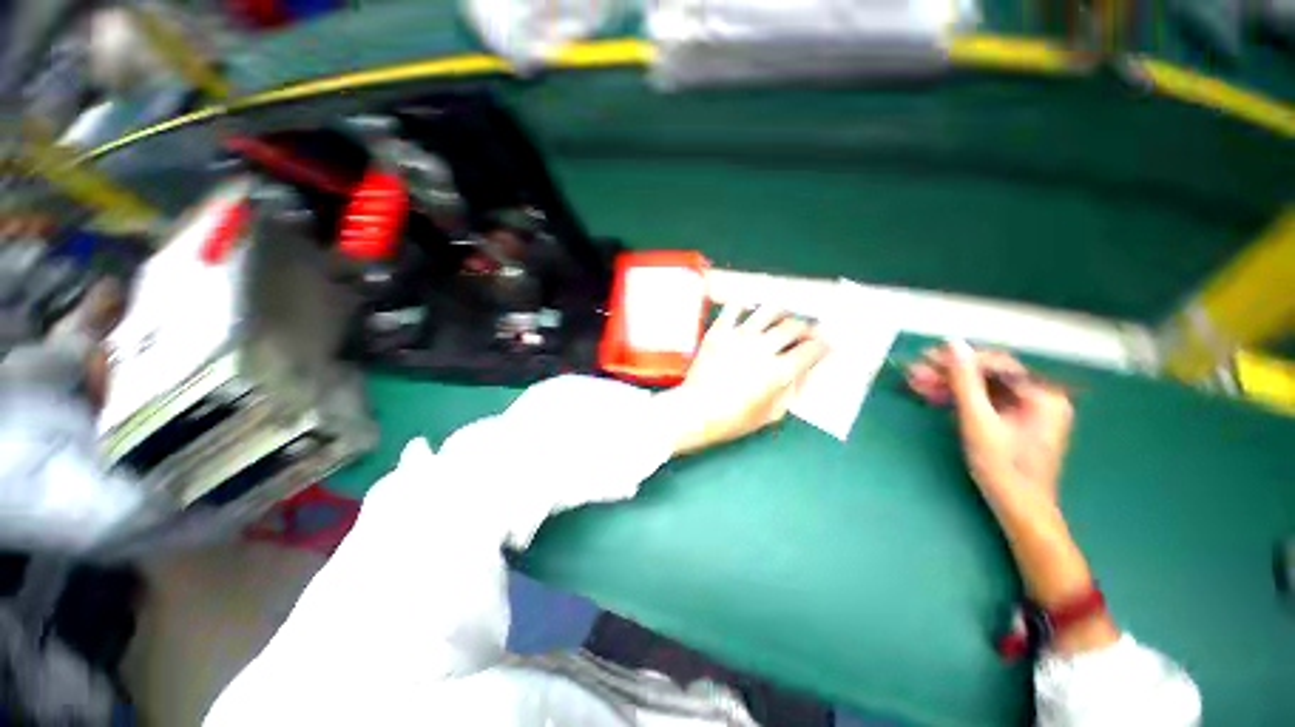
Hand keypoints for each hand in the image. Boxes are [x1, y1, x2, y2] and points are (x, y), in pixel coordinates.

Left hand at [658, 305, 829, 456]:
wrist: (694, 411)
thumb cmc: (732, 420)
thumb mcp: (770, 414)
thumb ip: (791, 391)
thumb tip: (802, 372)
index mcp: (778, 371)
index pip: (811, 350)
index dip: (823, 346)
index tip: (824, 345)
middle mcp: (762, 348)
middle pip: (794, 326)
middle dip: (807, 328)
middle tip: (807, 332)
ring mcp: (739, 336)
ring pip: (770, 310)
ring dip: (783, 311)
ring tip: (783, 316)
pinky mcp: (719, 331)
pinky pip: (734, 307)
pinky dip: (746, 304)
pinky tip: (751, 310)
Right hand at [907, 341, 1072, 502]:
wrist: (1019, 508)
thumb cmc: (1002, 467)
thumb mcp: (978, 421)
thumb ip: (965, 380)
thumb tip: (953, 344)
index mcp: (1042, 394)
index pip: (996, 364)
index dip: (959, 360)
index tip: (926, 358)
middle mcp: (1040, 396)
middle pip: (987, 375)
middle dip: (949, 374)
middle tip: (915, 373)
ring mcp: (1028, 409)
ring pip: (982, 387)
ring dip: (949, 385)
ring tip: (917, 385)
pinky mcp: (1015, 420)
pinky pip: (984, 401)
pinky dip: (959, 399)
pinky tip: (934, 397)